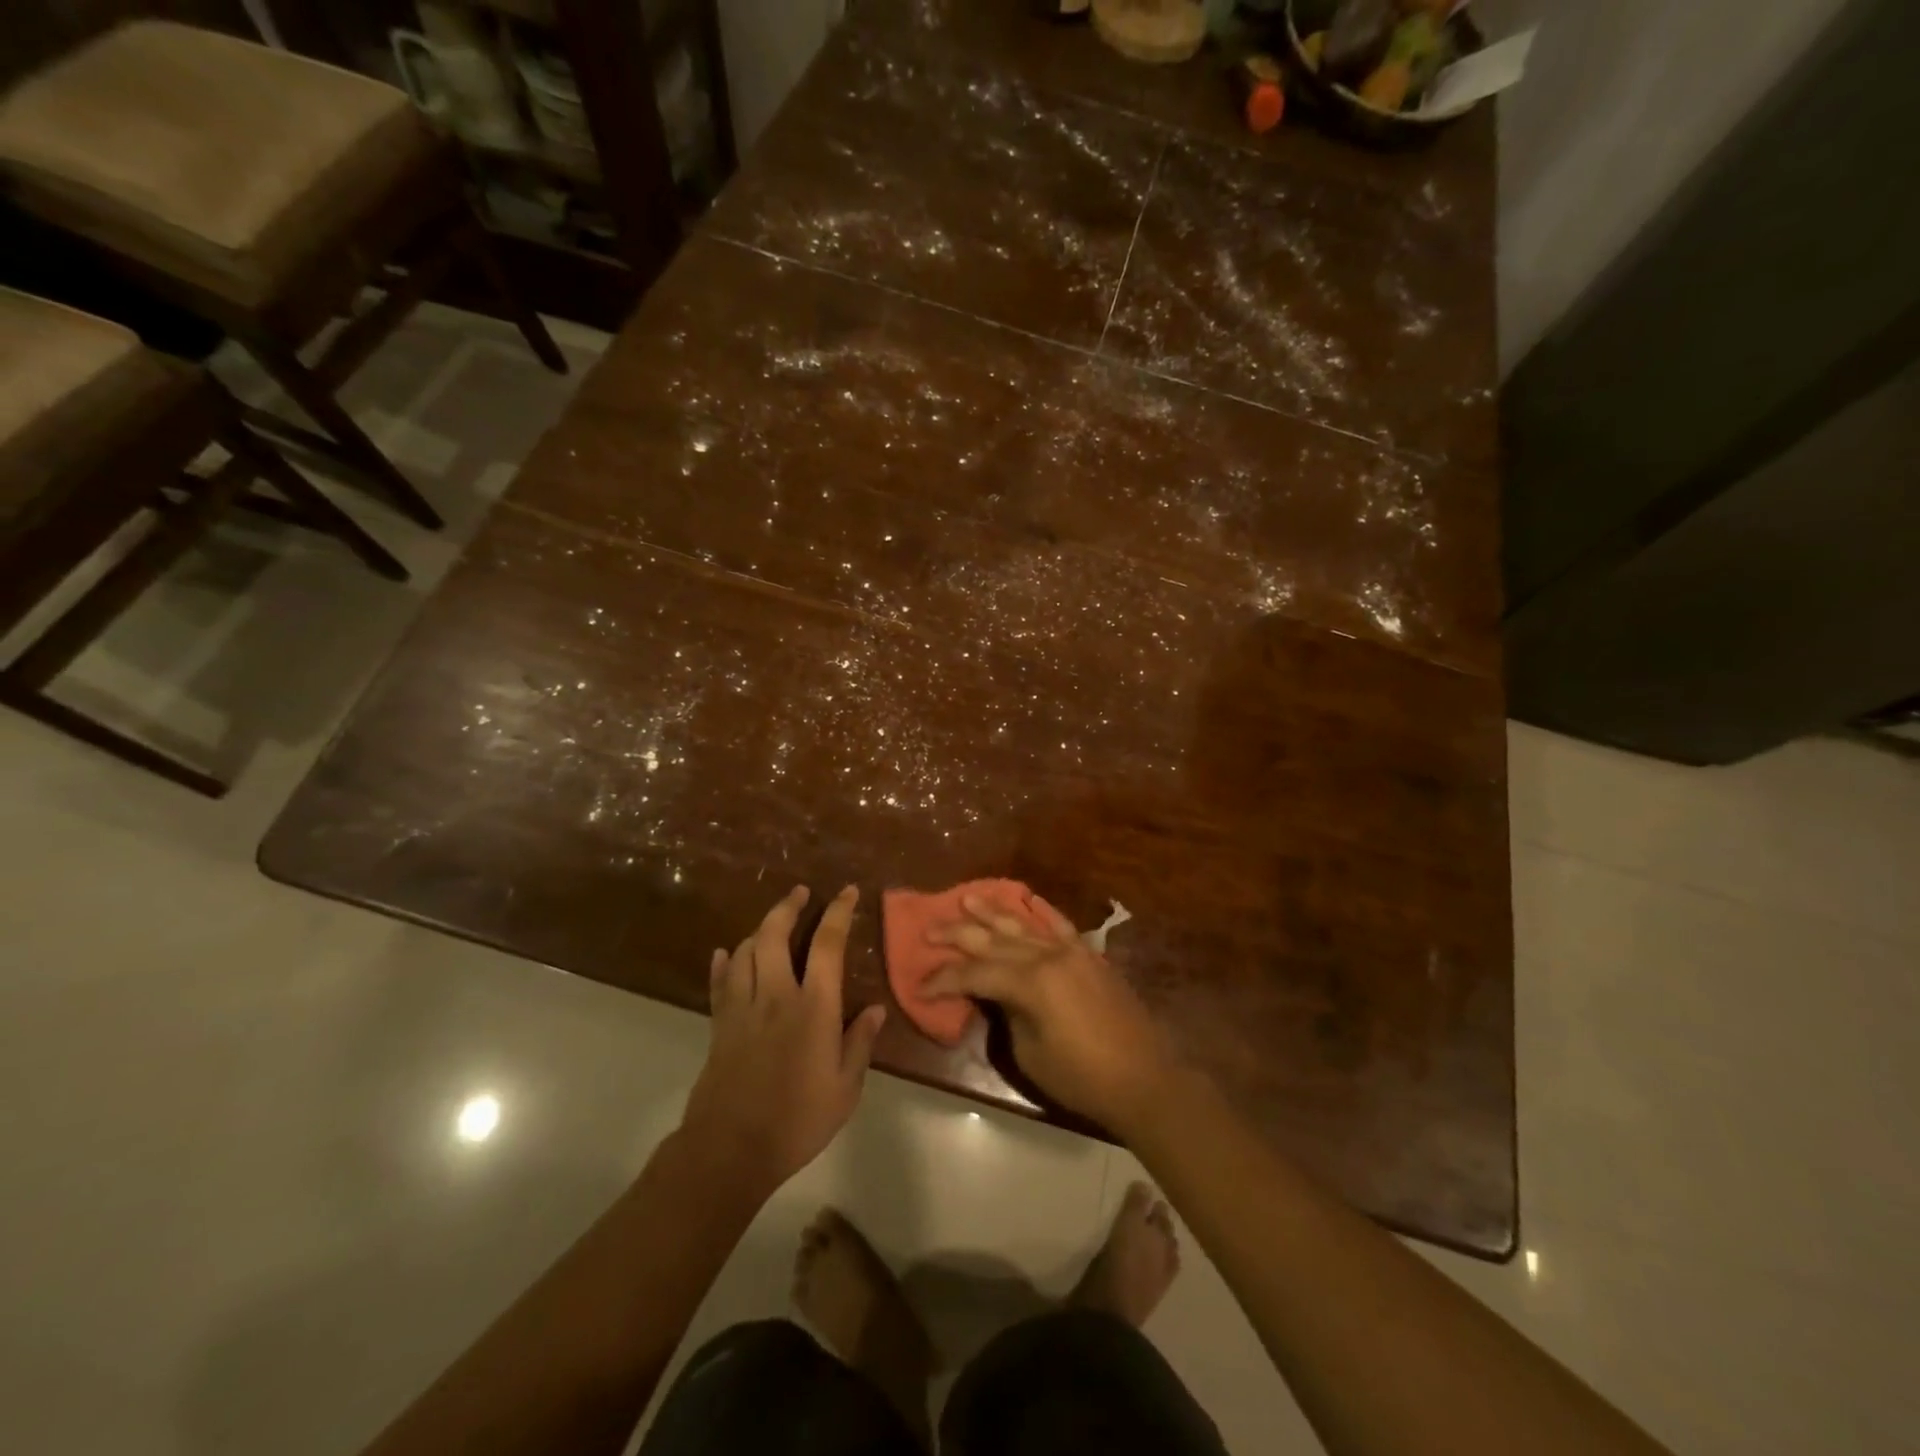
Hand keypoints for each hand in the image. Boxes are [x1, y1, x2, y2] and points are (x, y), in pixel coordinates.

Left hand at [679, 885, 886, 1198]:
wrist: (730, 1149)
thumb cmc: (797, 1120)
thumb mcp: (844, 1088)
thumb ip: (859, 1044)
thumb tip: (876, 1009)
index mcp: (813, 1007)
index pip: (827, 944)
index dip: (838, 912)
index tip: (847, 892)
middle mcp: (775, 995)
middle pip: (774, 934)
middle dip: (787, 906)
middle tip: (801, 892)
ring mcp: (742, 1008)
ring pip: (744, 951)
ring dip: (758, 930)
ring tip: (772, 924)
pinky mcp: (719, 1025)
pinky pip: (719, 983)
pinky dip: (723, 963)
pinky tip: (724, 953)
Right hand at [923, 894, 1174, 1133]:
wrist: (1145, 1080)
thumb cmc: (1082, 1078)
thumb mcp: (1030, 1053)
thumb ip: (1008, 1015)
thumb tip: (999, 996)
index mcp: (1030, 983)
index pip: (974, 973)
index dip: (944, 979)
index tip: (919, 985)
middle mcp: (1048, 956)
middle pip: (993, 940)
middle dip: (958, 933)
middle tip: (929, 927)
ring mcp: (1072, 952)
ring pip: (1024, 925)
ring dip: (994, 912)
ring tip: (968, 898)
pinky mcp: (1090, 957)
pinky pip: (1061, 926)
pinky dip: (1042, 912)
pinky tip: (1029, 900)